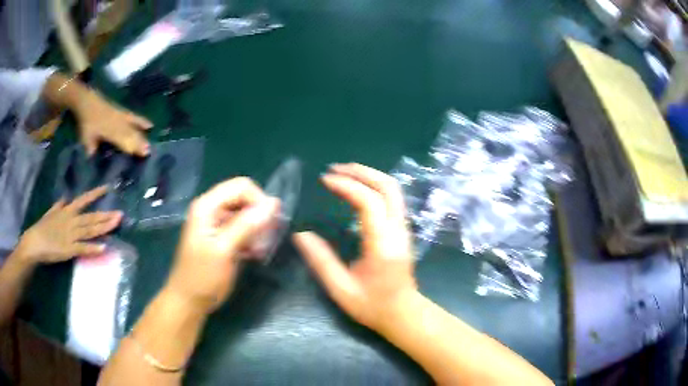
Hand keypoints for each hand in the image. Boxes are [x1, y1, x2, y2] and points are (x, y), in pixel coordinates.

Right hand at [17, 186, 122, 264]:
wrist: (35, 242)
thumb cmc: (42, 228)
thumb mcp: (51, 212)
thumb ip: (59, 205)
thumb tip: (65, 197)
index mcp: (67, 211)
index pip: (83, 199)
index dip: (95, 193)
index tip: (108, 187)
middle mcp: (71, 221)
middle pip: (91, 217)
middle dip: (106, 215)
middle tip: (120, 214)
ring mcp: (71, 235)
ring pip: (90, 230)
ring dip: (104, 228)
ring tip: (116, 225)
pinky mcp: (69, 249)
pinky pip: (83, 248)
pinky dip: (93, 248)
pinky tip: (104, 247)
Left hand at [76, 91, 151, 155]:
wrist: (87, 102)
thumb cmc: (86, 123)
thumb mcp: (86, 140)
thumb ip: (92, 151)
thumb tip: (97, 162)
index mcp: (110, 131)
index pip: (125, 141)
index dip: (133, 148)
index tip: (143, 156)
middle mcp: (119, 124)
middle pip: (132, 135)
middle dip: (140, 144)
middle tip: (150, 154)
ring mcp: (122, 117)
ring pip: (134, 127)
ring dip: (142, 136)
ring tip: (150, 146)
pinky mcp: (122, 112)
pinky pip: (134, 118)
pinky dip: (142, 122)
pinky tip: (150, 125)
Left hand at [165, 178, 279, 313]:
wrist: (189, 301)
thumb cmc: (203, 277)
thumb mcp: (224, 250)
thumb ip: (246, 225)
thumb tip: (273, 204)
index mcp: (207, 206)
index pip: (241, 186)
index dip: (259, 201)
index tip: (270, 224)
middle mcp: (212, 209)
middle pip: (245, 199)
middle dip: (260, 217)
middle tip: (266, 240)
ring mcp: (217, 223)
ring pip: (247, 214)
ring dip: (258, 230)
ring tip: (260, 251)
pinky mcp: (223, 237)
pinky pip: (245, 229)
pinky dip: (253, 239)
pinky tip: (254, 255)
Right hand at [293, 163, 416, 333]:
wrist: (404, 314)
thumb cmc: (373, 306)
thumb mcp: (341, 289)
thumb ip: (320, 261)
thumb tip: (300, 234)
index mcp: (382, 246)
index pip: (368, 203)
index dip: (347, 186)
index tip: (325, 180)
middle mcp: (398, 231)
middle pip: (388, 187)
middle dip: (361, 172)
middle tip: (335, 169)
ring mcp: (404, 229)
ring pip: (394, 190)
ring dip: (369, 176)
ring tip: (344, 173)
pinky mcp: (403, 230)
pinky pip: (393, 198)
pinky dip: (375, 186)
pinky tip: (358, 189)